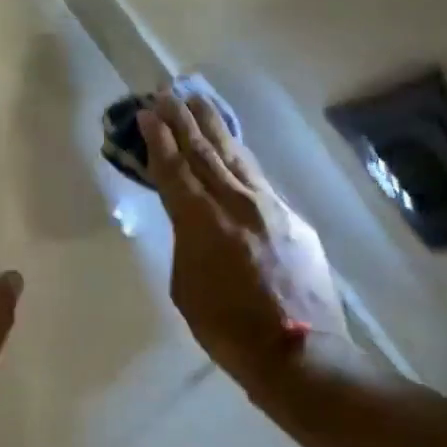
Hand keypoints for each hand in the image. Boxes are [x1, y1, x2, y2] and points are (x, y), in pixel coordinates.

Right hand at [139, 94, 385, 405]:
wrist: (299, 353)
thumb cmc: (227, 329)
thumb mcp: (186, 286)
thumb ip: (186, 242)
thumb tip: (192, 219)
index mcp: (201, 222)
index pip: (174, 169)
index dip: (158, 140)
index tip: (146, 113)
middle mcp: (235, 203)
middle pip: (204, 152)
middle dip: (182, 121)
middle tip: (168, 93)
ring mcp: (269, 207)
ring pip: (235, 155)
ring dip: (213, 126)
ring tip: (199, 101)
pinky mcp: (293, 218)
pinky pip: (259, 177)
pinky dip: (241, 155)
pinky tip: (234, 145)